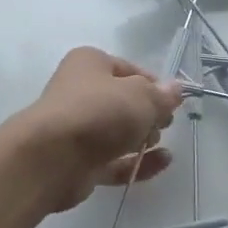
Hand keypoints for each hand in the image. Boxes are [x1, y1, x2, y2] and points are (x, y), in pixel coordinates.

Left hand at [15, 47, 183, 211]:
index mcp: (90, 64)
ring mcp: (78, 129)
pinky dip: (138, 162)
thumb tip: (174, 90)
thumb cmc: (99, 112)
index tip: (172, 102)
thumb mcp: (141, 96)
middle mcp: (80, 92)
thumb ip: (162, 95)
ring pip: (118, 132)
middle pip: (123, 102)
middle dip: (147, 113)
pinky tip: (163, 163)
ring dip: (143, 138)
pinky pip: (115, 160)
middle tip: (163, 123)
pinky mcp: (80, 161)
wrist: (53, 156)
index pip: (129, 70)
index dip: (153, 85)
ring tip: (156, 143)